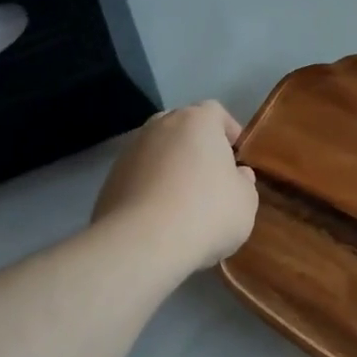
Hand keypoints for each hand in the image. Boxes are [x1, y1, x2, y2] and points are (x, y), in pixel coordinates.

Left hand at [92, 102, 257, 275]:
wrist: (142, 243)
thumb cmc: (207, 212)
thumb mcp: (246, 201)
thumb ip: (244, 182)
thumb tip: (237, 175)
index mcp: (197, 121)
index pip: (216, 113)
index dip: (229, 133)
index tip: (237, 158)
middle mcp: (160, 125)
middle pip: (183, 129)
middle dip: (197, 148)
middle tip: (211, 177)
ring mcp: (130, 151)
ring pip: (159, 152)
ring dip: (172, 168)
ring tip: (184, 202)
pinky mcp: (110, 179)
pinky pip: (139, 177)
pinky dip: (151, 189)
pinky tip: (160, 217)